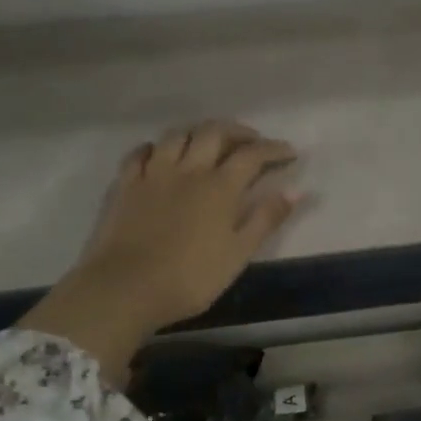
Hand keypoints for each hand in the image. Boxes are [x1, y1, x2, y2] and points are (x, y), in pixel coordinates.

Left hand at [19, 121, 301, 382]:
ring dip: (198, 132)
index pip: (252, 154)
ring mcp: (154, 173)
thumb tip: (296, 190)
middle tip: (251, 141)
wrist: (124, 289)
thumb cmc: (189, 278)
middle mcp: (189, 169)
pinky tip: (159, 154)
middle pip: (214, 132)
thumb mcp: (238, 254)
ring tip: (208, 142)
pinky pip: (140, 153)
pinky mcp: (126, 184)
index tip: (290, 153)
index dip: (273, 149)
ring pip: (177, 135)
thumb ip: (266, 218)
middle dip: (237, 131)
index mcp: (220, 186)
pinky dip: (155, 148)